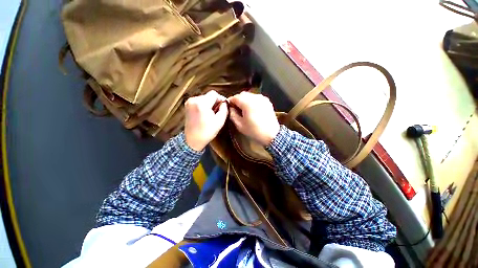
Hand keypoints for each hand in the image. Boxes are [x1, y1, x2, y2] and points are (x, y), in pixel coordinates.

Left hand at [185, 91, 227, 150]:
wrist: (192, 140)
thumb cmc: (207, 132)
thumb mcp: (220, 121)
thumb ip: (224, 109)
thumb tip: (224, 103)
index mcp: (201, 103)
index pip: (214, 94)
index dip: (221, 99)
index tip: (224, 106)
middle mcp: (193, 100)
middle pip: (209, 96)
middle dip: (215, 102)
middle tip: (219, 111)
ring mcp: (189, 102)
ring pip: (204, 98)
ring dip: (210, 104)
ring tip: (212, 114)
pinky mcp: (187, 106)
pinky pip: (199, 101)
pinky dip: (204, 105)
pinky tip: (206, 114)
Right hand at [228, 92, 279, 145]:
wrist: (271, 134)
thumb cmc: (254, 131)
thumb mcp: (240, 125)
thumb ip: (232, 114)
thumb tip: (230, 108)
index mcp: (247, 103)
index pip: (235, 97)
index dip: (230, 102)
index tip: (229, 107)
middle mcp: (255, 97)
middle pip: (242, 95)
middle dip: (237, 100)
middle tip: (236, 109)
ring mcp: (262, 98)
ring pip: (250, 95)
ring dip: (245, 100)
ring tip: (244, 109)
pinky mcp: (267, 101)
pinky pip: (256, 98)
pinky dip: (252, 101)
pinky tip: (252, 109)